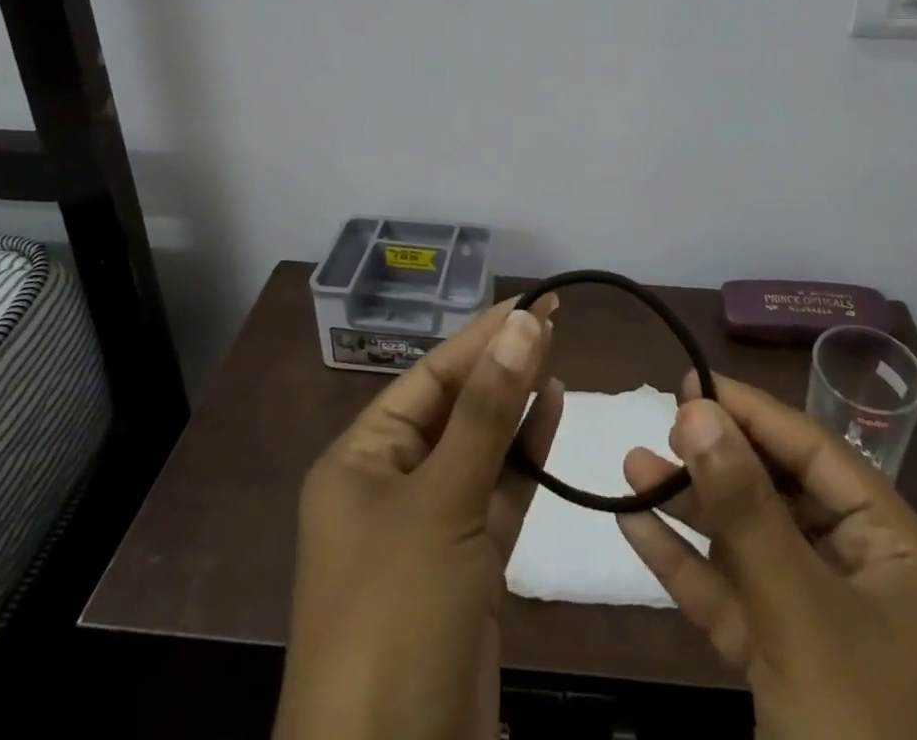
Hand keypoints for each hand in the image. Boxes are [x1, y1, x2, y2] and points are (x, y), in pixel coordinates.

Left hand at [273, 296, 561, 739]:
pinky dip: (524, 457)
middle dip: (501, 365)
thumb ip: (487, 412)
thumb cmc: (396, 614)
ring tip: (557, 357)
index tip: (534, 302)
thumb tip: (524, 323)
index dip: (482, 336)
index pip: (429, 376)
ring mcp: (427, 528)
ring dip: (515, 405)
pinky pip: (496, 494)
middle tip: (554, 319)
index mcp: (360, 459)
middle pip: (454, 407)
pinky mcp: (464, 569)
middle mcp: (389, 484)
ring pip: (479, 448)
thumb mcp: (441, 501)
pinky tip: (551, 415)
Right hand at [617, 374, 916, 739]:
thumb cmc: (860, 737)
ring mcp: (829, 627)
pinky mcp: (791, 669)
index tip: (693, 382)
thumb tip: (697, 409)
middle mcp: (871, 579)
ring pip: (754, 547)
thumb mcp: (800, 613)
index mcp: (903, 554)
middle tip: (659, 422)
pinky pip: (739, 600)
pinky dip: (691, 570)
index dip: (754, 413)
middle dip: (717, 463)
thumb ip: (745, 508)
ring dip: (693, 511)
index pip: (819, 455)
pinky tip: (637, 530)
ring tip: (631, 467)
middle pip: (784, 497)